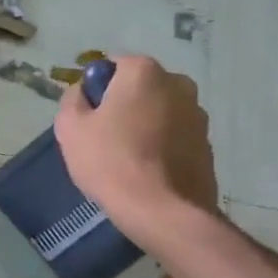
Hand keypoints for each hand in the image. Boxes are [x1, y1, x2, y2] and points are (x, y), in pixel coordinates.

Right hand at [53, 55, 218, 240]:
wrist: (162, 211)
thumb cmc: (110, 162)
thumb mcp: (70, 127)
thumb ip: (72, 98)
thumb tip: (83, 91)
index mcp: (143, 72)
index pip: (113, 65)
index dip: (96, 88)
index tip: (88, 115)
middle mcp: (178, 84)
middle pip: (140, 87)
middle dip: (123, 104)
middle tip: (104, 136)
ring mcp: (198, 114)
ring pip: (160, 111)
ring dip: (145, 124)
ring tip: (128, 158)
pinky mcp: (207, 144)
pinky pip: (175, 135)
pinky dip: (162, 145)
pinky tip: (148, 171)